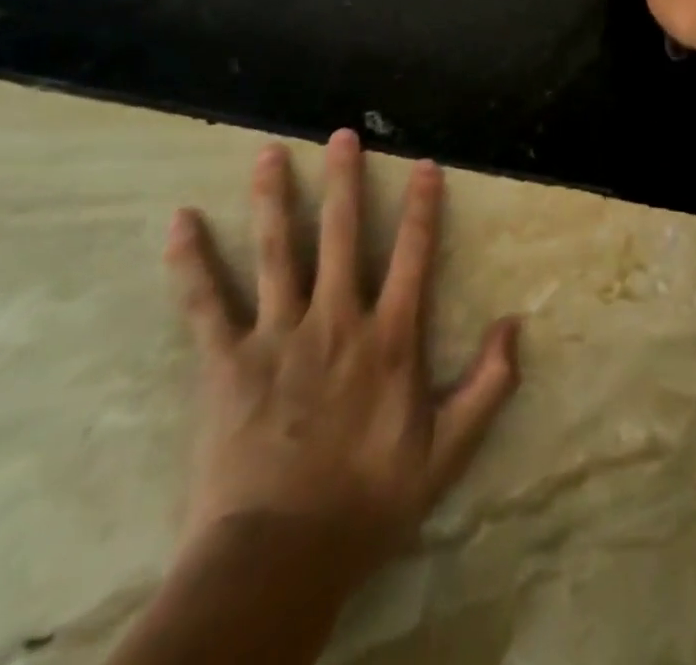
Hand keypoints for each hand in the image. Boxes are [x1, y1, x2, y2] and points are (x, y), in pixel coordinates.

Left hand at [162, 130, 521, 581]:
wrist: (276, 560)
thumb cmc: (367, 502)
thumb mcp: (448, 452)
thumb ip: (488, 386)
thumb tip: (515, 323)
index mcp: (390, 338)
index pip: (414, 255)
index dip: (422, 207)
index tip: (424, 165)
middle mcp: (336, 320)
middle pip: (341, 235)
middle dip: (344, 180)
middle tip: (342, 134)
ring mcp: (277, 336)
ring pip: (276, 252)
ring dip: (274, 198)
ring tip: (268, 153)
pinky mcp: (227, 363)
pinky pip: (206, 304)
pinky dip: (191, 262)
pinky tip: (180, 222)